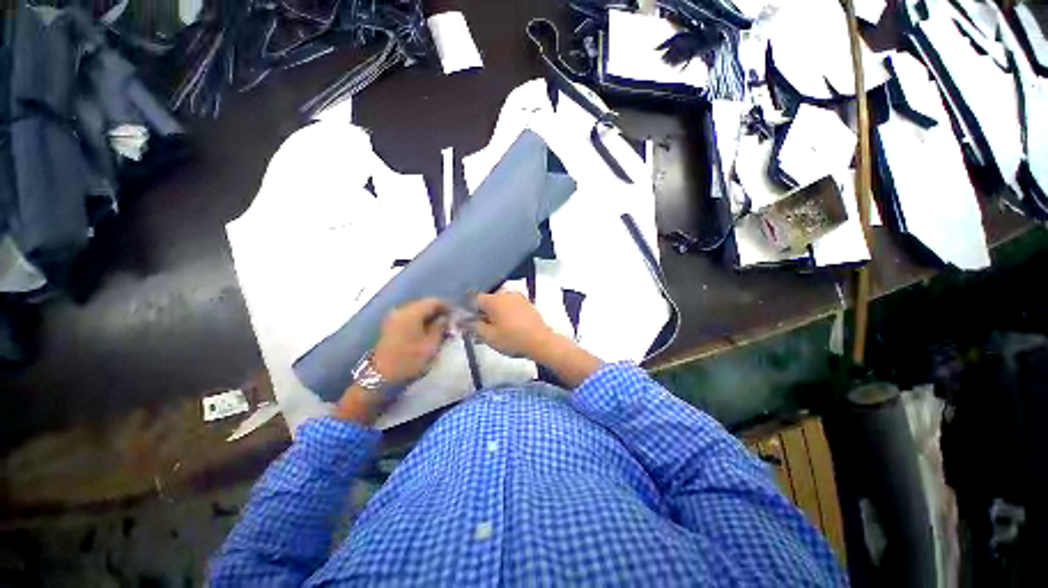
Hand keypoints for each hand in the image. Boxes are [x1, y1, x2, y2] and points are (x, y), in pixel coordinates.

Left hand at [372, 298, 449, 385]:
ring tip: (441, 326)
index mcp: (411, 313)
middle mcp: (401, 310)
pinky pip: (410, 316)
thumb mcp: (431, 345)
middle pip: (424, 304)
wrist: (381, 376)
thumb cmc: (409, 360)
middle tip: (450, 321)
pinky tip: (428, 329)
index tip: (456, 315)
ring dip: (429, 315)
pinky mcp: (391, 325)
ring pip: (417, 310)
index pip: (433, 301)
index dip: (447, 306)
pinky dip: (421, 320)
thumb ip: (440, 327)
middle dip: (438, 310)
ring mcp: (394, 317)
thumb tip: (446, 318)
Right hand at [474, 290, 554, 359]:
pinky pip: (510, 306)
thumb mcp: (488, 336)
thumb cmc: (512, 339)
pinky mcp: (527, 304)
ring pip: (500, 304)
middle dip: (482, 313)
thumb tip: (463, 320)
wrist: (542, 342)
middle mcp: (506, 294)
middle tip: (480, 329)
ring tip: (494, 330)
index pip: (474, 299)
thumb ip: (473, 326)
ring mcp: (518, 298)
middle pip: (488, 301)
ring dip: (494, 314)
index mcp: (494, 299)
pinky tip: (506, 327)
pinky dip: (505, 314)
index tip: (467, 322)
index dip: (468, 310)